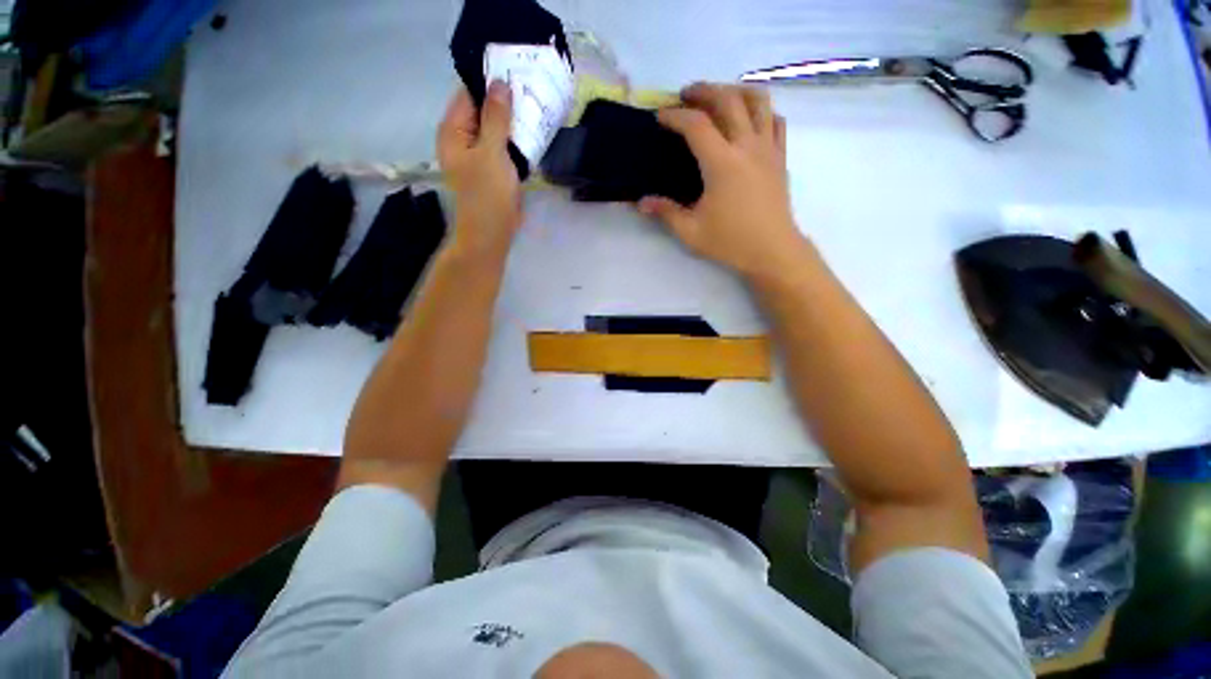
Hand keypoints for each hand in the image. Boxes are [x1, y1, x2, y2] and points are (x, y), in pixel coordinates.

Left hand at [437, 82, 522, 256]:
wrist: (491, 235)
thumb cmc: (487, 195)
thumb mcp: (492, 153)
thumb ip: (496, 118)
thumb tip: (500, 83)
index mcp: (453, 130)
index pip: (469, 93)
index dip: (491, 82)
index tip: (517, 72)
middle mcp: (463, 139)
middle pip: (483, 111)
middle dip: (506, 102)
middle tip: (532, 90)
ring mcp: (478, 156)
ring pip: (496, 130)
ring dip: (514, 123)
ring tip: (536, 108)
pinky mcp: (492, 170)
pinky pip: (504, 147)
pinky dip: (516, 141)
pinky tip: (533, 135)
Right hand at [639, 83, 804, 278]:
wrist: (772, 250)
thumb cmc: (730, 241)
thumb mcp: (691, 232)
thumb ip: (666, 213)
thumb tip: (641, 202)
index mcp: (722, 163)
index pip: (696, 125)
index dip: (675, 116)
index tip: (661, 117)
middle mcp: (746, 146)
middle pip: (727, 99)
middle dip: (704, 91)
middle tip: (686, 95)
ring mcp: (768, 148)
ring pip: (757, 101)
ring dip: (735, 90)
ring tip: (719, 96)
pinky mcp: (781, 156)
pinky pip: (775, 120)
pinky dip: (761, 110)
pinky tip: (749, 119)